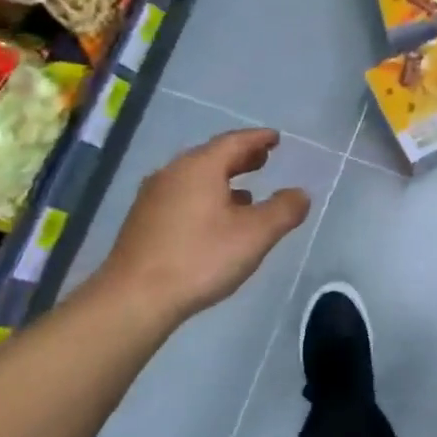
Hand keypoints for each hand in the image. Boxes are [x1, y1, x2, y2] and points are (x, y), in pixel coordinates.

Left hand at [91, 129, 310, 328]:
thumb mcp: (255, 235)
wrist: (134, 298)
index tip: (275, 138)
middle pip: (212, 156)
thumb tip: (301, 193)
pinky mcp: (143, 221)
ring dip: (223, 179)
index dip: (258, 139)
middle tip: (263, 159)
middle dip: (240, 157)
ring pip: (195, 177)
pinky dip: (205, 196)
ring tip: (246, 192)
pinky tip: (214, 220)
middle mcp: (173, 173)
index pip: (234, 141)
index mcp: (200, 167)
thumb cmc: (200, 258)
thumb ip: (283, 210)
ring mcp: (153, 196)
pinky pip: (182, 196)